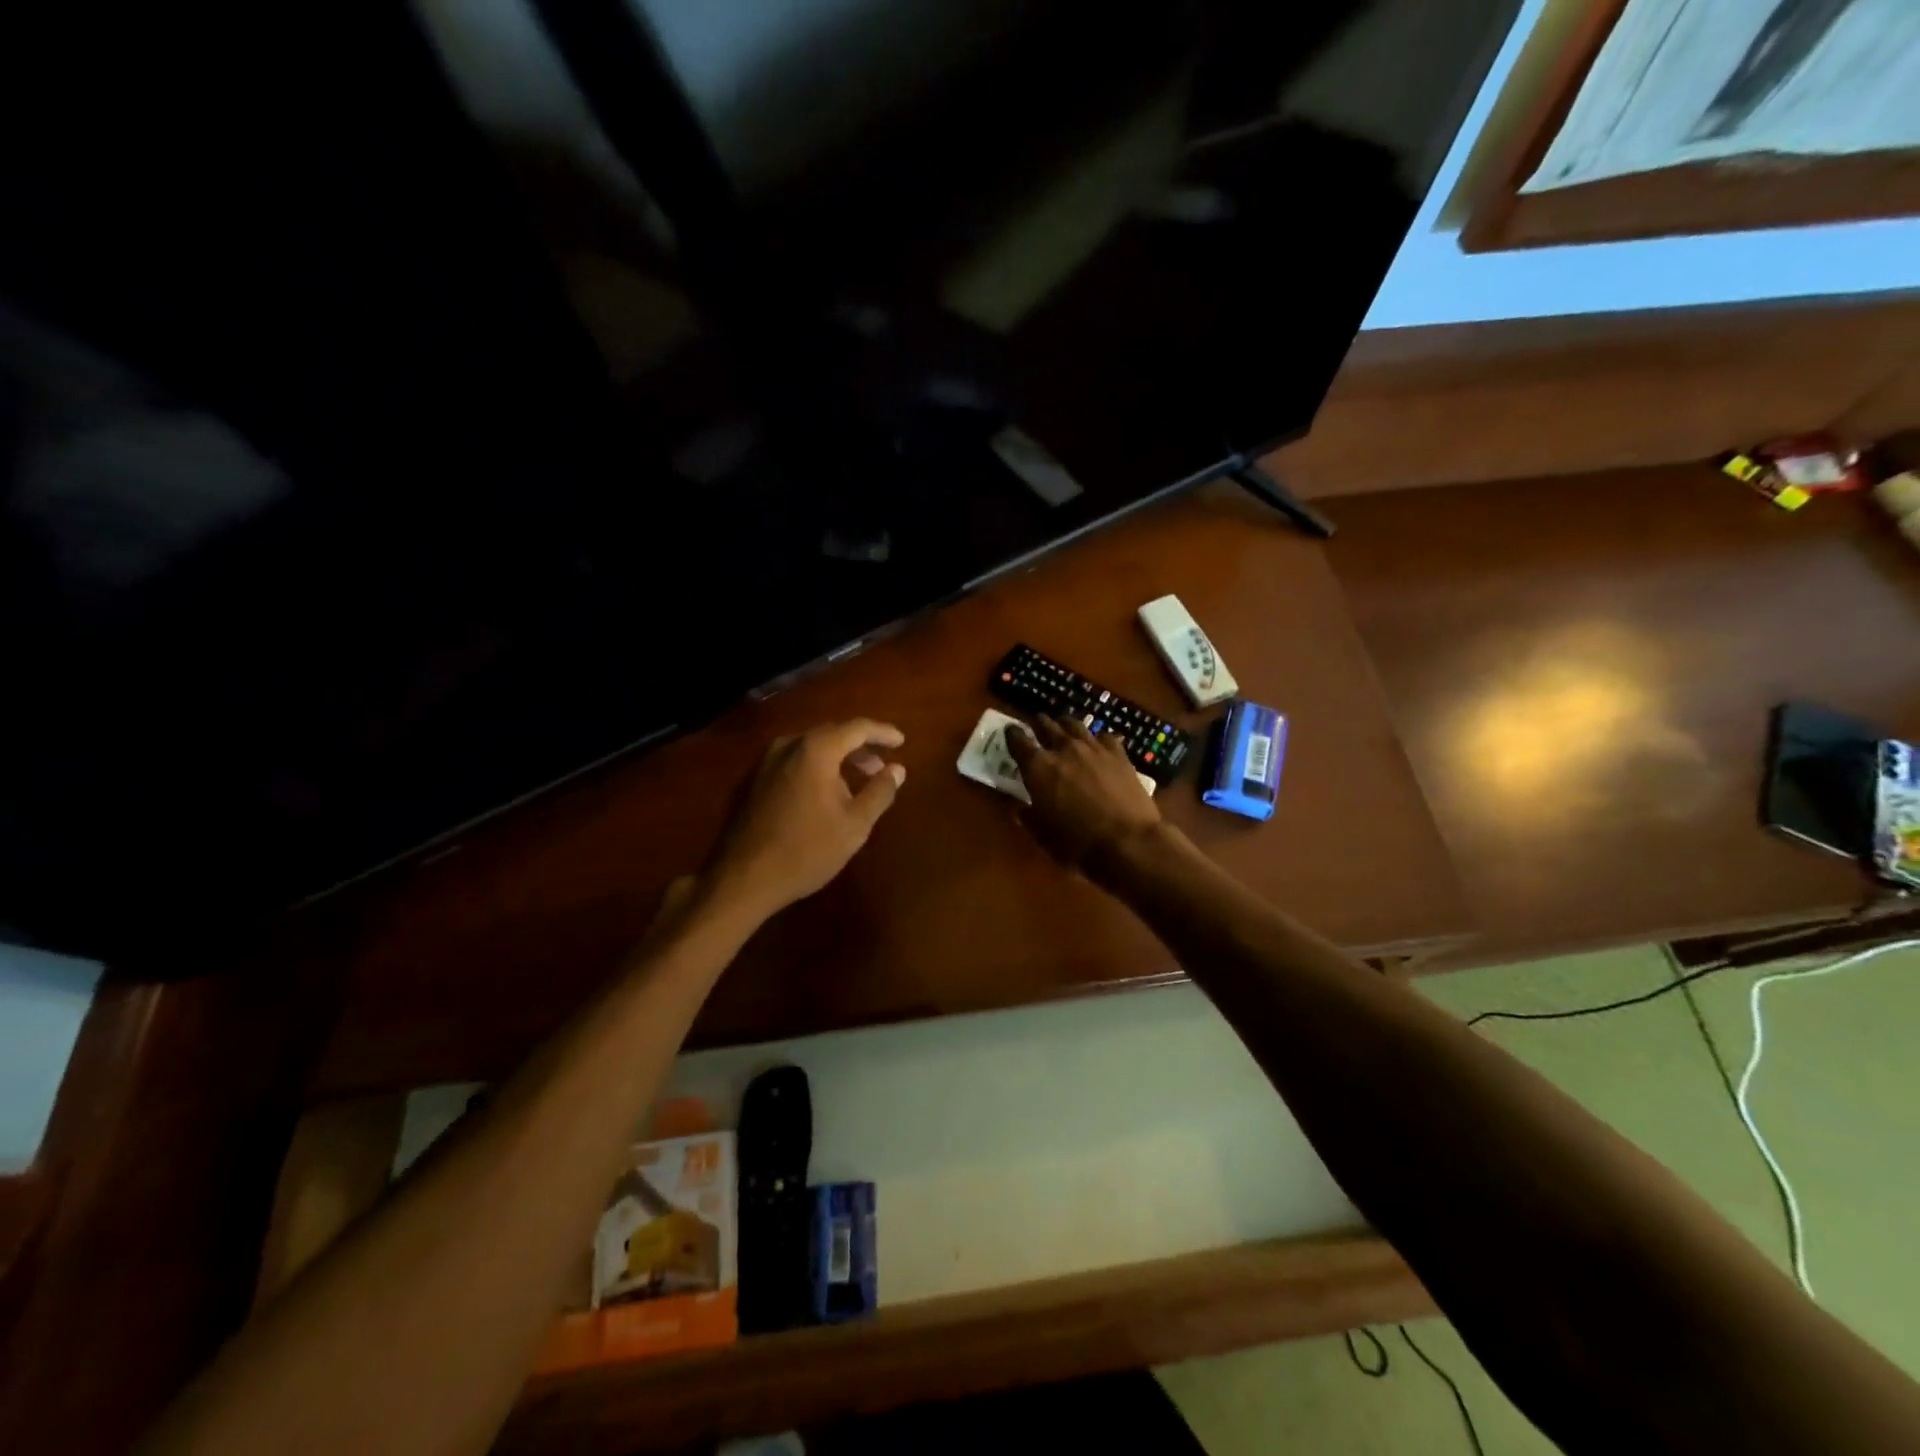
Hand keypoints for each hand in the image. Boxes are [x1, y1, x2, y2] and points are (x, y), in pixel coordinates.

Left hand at [704, 719, 906, 917]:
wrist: (742, 879)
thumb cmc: (807, 850)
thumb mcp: (855, 824)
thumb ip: (880, 791)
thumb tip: (897, 769)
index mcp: (816, 750)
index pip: (857, 728)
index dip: (882, 732)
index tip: (901, 741)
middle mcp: (788, 746)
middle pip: (831, 733)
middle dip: (859, 746)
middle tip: (880, 765)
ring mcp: (765, 762)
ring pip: (809, 747)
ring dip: (836, 757)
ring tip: (855, 780)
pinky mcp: (752, 781)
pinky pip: (792, 762)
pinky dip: (815, 767)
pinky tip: (822, 792)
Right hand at [1005, 715, 1160, 870]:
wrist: (1128, 841)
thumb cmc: (1078, 844)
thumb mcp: (1043, 836)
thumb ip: (1029, 818)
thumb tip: (1019, 809)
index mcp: (1038, 767)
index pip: (1018, 740)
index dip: (1012, 734)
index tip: (1010, 732)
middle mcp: (1063, 749)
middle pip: (1047, 725)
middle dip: (1039, 724)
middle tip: (1037, 726)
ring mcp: (1093, 748)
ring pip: (1074, 725)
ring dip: (1065, 725)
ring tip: (1063, 727)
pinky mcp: (1118, 754)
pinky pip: (1104, 736)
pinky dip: (1097, 739)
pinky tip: (1098, 744)